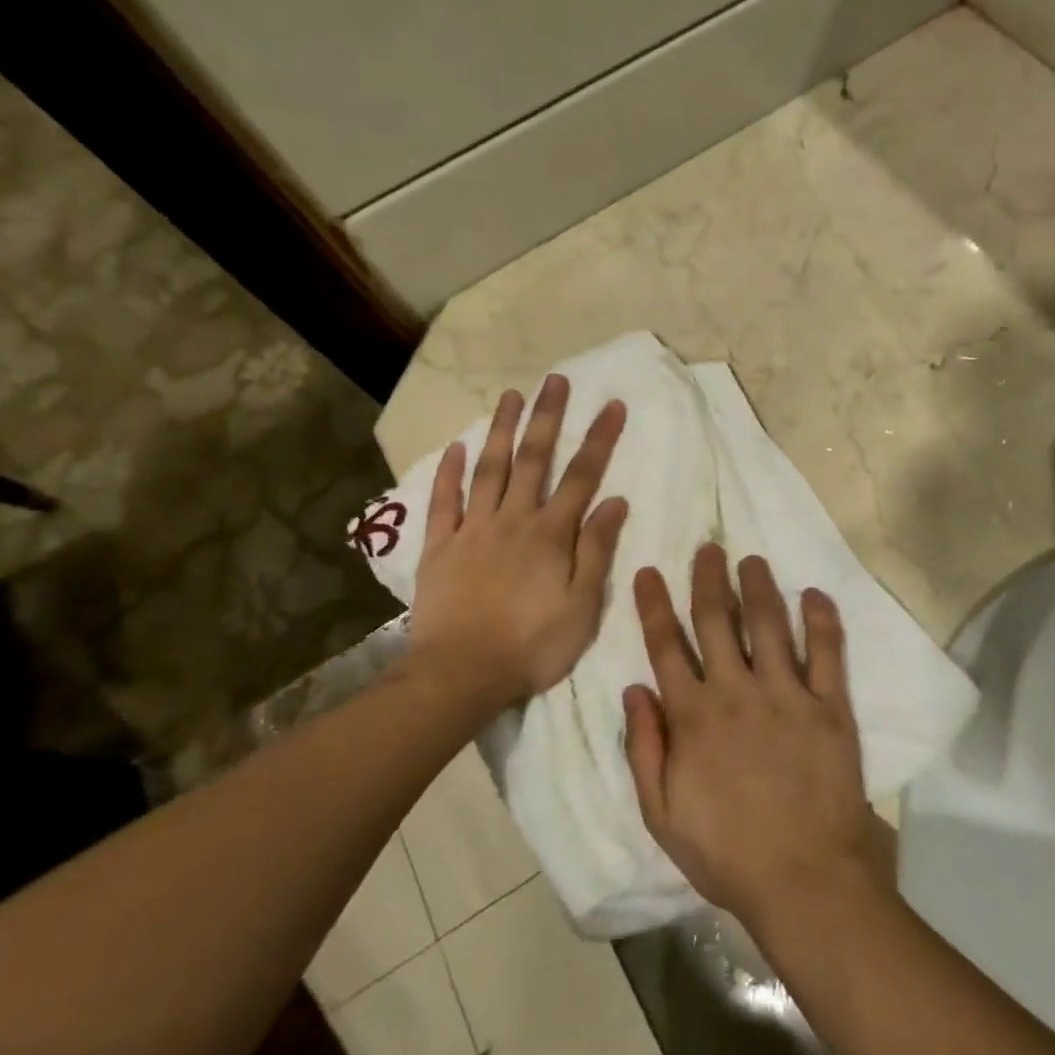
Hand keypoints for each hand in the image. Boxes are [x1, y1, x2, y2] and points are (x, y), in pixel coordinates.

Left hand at [408, 374, 628, 714]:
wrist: (461, 674)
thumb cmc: (532, 645)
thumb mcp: (582, 606)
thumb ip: (596, 550)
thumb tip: (614, 501)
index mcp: (550, 534)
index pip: (582, 476)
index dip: (599, 439)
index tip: (612, 405)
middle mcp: (512, 520)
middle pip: (533, 460)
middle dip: (547, 418)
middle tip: (555, 380)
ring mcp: (472, 530)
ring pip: (488, 469)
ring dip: (500, 430)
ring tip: (510, 396)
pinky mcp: (440, 547)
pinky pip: (444, 502)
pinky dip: (449, 473)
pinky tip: (455, 447)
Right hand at [623, 545, 886, 938]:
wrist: (804, 878)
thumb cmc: (726, 852)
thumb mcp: (661, 814)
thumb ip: (644, 749)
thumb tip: (633, 689)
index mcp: (693, 716)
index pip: (667, 646)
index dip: (655, 606)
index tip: (650, 571)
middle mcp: (737, 691)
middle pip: (718, 620)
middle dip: (709, 579)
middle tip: (708, 547)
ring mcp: (787, 694)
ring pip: (770, 624)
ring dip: (759, 586)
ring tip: (752, 559)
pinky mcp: (829, 706)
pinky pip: (827, 652)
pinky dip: (822, 619)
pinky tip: (814, 593)